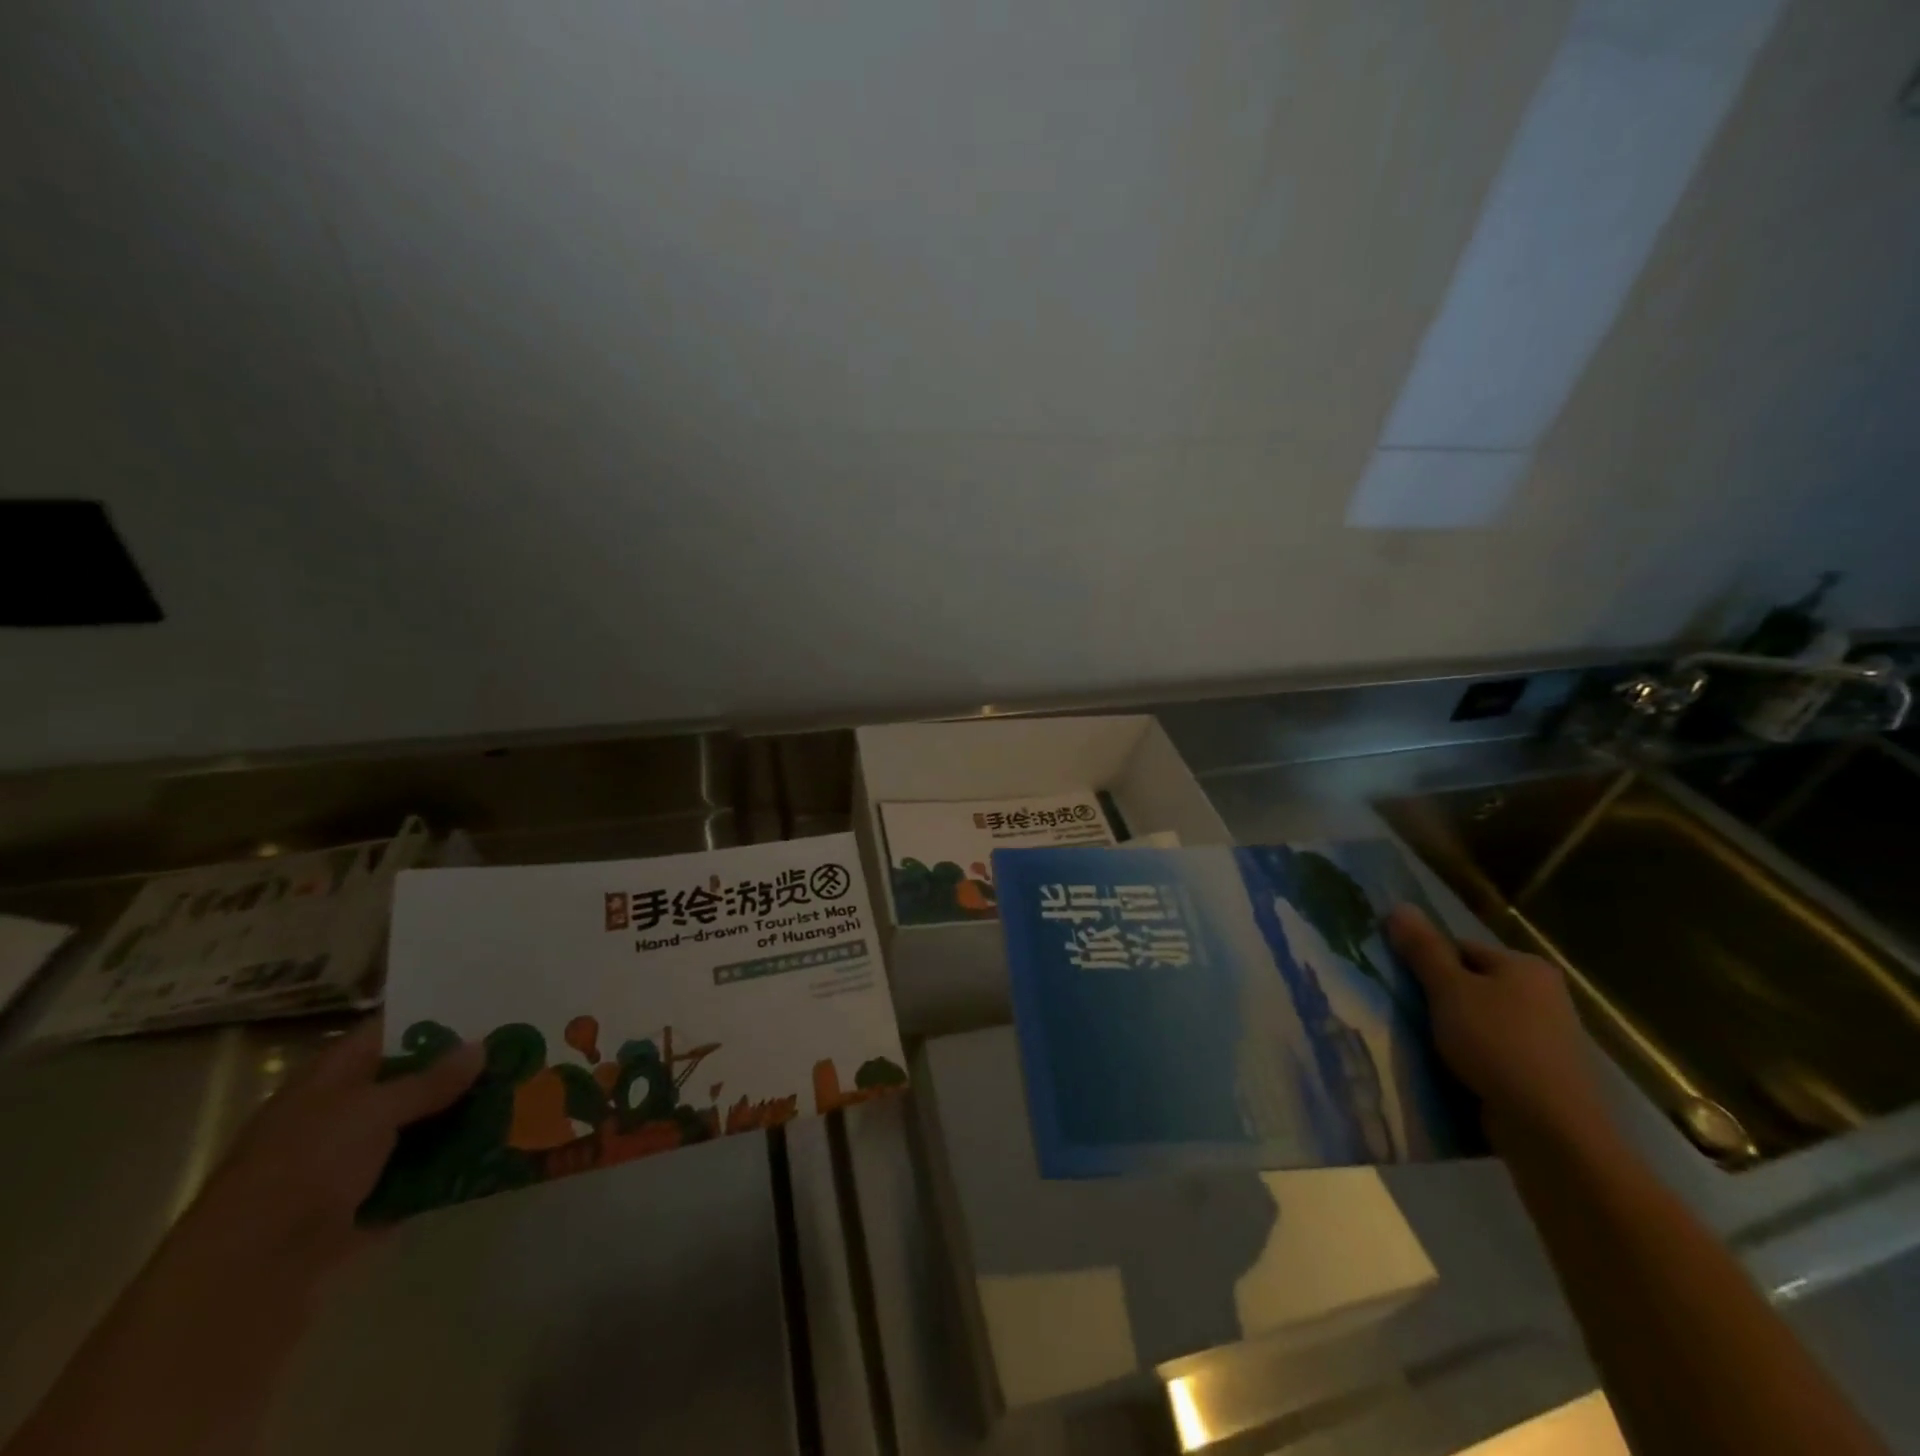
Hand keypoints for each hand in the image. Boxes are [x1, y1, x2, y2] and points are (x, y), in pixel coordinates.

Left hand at [2, 1021, 482, 1455]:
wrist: (250, 1279)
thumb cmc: (305, 1169)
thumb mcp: (371, 1112)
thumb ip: (429, 1080)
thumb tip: (483, 1044)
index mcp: (332, 1079)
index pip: (393, 1031)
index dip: (440, 1015)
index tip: (496, 1004)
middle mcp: (344, 1112)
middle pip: (415, 1078)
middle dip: (466, 1067)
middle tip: (527, 1046)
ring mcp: (358, 1159)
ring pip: (426, 1125)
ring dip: (468, 1115)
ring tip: (529, 1092)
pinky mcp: (373, 1200)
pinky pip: (426, 1171)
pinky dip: (458, 1162)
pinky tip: (505, 1146)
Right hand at [1387, 905, 1616, 1155]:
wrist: (1551, 1129)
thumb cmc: (1497, 1044)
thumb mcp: (1449, 990)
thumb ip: (1423, 949)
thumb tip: (1399, 906)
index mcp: (1525, 966)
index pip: (1461, 948)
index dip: (1428, 964)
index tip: (1404, 986)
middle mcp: (1544, 996)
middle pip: (1471, 985)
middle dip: (1439, 999)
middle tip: (1409, 1015)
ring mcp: (1547, 1038)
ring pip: (1480, 1022)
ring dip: (1452, 1032)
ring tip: (1423, 1046)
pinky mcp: (1542, 1075)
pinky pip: (1493, 1054)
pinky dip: (1471, 1059)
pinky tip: (1451, 1071)